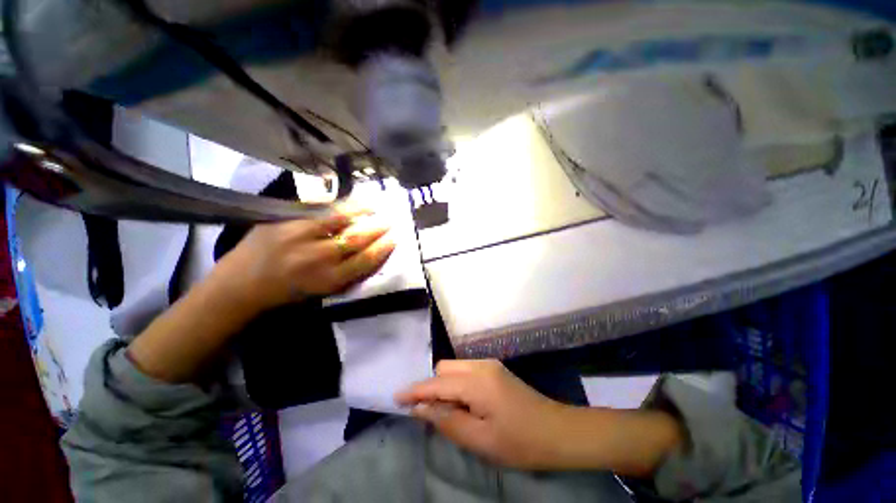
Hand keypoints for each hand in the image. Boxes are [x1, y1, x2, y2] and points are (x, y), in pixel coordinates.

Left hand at [222, 212, 395, 311]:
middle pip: (357, 239)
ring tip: (375, 206)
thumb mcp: (321, 292)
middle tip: (390, 220)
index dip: (383, 248)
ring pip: (339, 220)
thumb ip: (345, 275)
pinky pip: (317, 212)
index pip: (365, 261)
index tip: (395, 239)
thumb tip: (367, 256)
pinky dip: (337, 207)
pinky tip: (348, 203)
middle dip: (377, 229)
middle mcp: (318, 259)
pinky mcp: (285, 224)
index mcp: (329, 280)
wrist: (239, 287)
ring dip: (361, 212)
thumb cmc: (285, 294)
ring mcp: (300, 238)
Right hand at [395, 360, 566, 469]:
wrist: (558, 431)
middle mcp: (480, 365)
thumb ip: (447, 420)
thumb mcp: (480, 440)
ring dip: (444, 386)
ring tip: (445, 411)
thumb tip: (421, 408)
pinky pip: (466, 371)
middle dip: (431, 387)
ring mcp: (489, 365)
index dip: (415, 391)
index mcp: (477, 381)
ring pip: (454, 368)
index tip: (396, 397)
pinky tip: (463, 403)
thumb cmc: (520, 441)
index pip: (437, 383)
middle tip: (426, 413)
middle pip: (444, 369)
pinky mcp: (495, 369)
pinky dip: (457, 384)